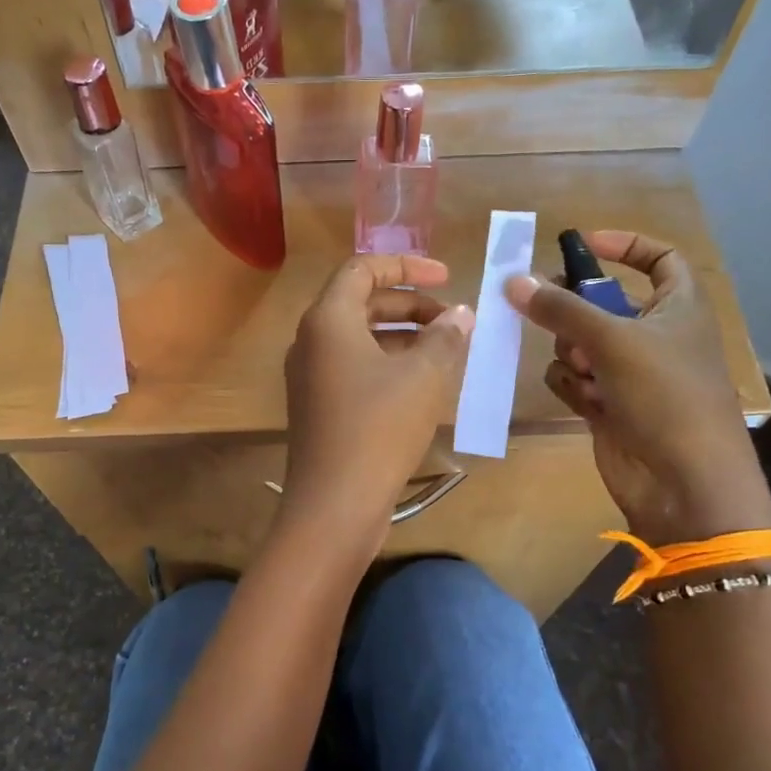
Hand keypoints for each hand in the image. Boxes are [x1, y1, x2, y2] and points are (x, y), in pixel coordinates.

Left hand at [283, 254, 473, 546]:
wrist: (334, 504)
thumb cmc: (379, 428)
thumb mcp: (423, 377)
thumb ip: (444, 337)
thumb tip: (460, 316)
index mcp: (327, 320)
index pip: (362, 269)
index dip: (407, 266)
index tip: (447, 277)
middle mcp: (311, 342)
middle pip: (362, 303)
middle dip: (411, 306)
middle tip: (454, 322)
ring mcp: (310, 377)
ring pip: (360, 339)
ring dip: (404, 338)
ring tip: (447, 353)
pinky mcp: (318, 407)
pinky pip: (355, 369)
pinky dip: (389, 366)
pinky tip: (423, 386)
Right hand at [505, 231, 770, 541]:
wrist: (683, 482)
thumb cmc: (665, 395)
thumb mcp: (613, 340)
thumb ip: (560, 308)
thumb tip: (513, 280)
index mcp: (679, 306)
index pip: (660, 258)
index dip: (626, 245)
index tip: (582, 244)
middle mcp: (656, 335)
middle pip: (604, 303)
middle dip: (577, 311)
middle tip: (550, 310)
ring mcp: (632, 373)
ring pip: (582, 343)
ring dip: (574, 354)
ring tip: (586, 371)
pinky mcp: (611, 405)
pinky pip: (576, 380)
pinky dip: (574, 386)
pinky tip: (586, 401)